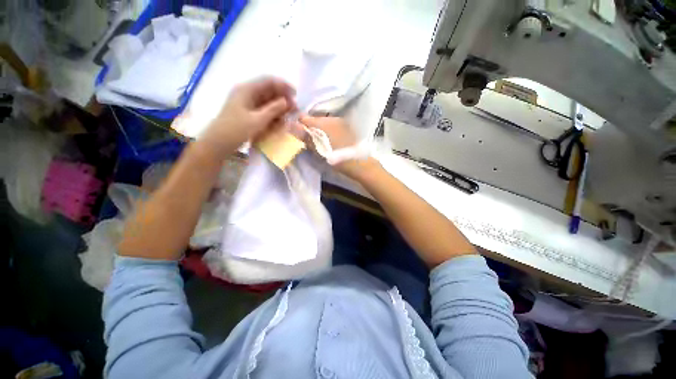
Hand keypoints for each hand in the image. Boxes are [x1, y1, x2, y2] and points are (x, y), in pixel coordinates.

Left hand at [200, 77, 296, 157]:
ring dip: (279, 107)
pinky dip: (272, 113)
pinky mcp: (247, 112)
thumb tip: (287, 101)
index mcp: (247, 89)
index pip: (269, 81)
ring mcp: (246, 103)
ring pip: (267, 100)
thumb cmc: (236, 130)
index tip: (296, 96)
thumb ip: (274, 110)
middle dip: (283, 98)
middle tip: (295, 109)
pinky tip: (280, 120)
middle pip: (268, 90)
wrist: (218, 143)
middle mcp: (247, 93)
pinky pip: (263, 109)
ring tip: (289, 115)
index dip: (284, 86)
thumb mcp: (258, 120)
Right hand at [300, 115, 378, 179]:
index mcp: (321, 122)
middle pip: (315, 120)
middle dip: (310, 128)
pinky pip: (333, 126)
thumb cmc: (334, 156)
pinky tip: (331, 141)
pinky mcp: (346, 128)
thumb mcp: (317, 148)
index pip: (304, 118)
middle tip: (309, 141)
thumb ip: (304, 135)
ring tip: (321, 142)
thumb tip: (290, 124)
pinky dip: (329, 132)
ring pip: (324, 123)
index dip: (299, 125)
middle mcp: (330, 118)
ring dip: (320, 130)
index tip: (298, 135)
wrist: (356, 162)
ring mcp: (340, 122)